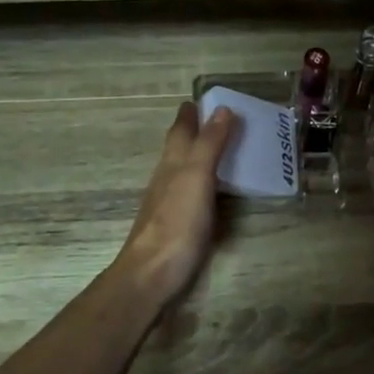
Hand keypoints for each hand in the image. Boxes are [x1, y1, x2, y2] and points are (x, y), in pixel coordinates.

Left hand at [113, 101, 235, 306]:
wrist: (152, 274)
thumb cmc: (176, 222)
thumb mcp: (196, 177)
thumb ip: (209, 144)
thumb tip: (221, 108)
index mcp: (173, 163)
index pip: (180, 131)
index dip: (190, 115)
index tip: (199, 100)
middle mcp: (168, 179)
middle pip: (179, 149)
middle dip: (194, 133)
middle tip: (217, 121)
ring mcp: (170, 205)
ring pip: (183, 172)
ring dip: (199, 158)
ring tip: (221, 151)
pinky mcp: (177, 227)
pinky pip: (192, 195)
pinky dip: (204, 185)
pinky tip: (213, 193)